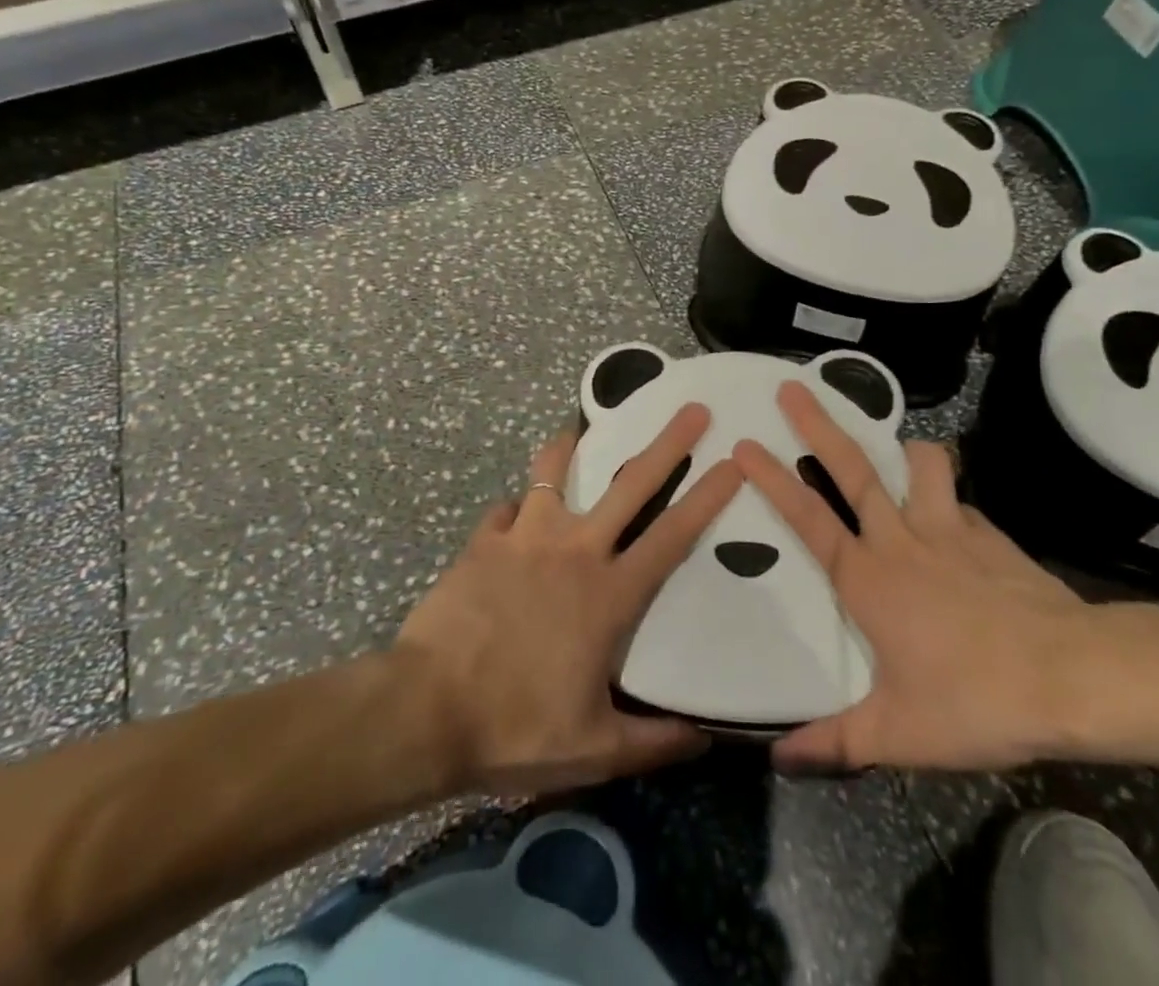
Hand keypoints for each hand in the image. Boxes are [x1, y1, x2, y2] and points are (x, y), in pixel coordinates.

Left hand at [395, 404, 742, 796]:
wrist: (425, 711)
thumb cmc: (516, 728)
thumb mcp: (595, 750)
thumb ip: (654, 741)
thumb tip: (704, 737)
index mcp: (609, 594)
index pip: (673, 536)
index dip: (708, 497)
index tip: (733, 462)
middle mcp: (574, 550)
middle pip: (630, 484)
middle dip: (667, 443)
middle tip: (692, 410)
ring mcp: (525, 538)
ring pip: (554, 473)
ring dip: (570, 448)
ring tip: (578, 431)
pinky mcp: (484, 541)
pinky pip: (507, 509)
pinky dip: (517, 508)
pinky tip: (516, 515)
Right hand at [734, 383, 1158, 775]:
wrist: (1074, 678)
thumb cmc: (975, 700)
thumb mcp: (898, 734)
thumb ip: (835, 742)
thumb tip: (777, 758)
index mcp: (868, 578)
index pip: (807, 517)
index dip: (772, 479)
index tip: (744, 443)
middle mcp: (901, 539)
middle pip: (853, 468)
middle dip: (819, 424)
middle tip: (793, 387)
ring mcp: (950, 530)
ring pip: (921, 465)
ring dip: (905, 450)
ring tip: (897, 449)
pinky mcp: (991, 535)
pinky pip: (963, 503)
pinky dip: (952, 500)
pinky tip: (958, 522)